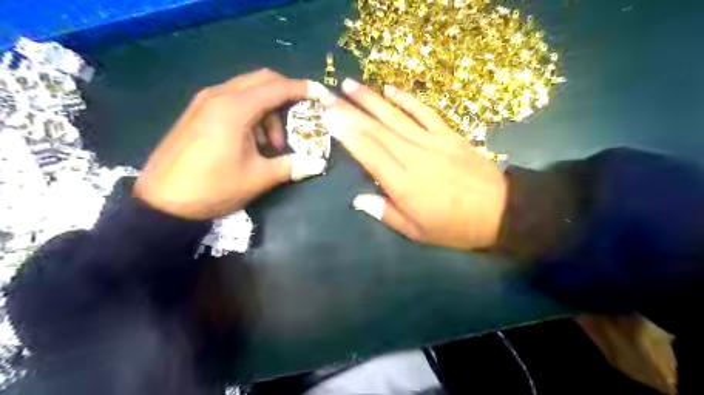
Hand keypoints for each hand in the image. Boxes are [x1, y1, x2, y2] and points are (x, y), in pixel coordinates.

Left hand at [134, 69, 327, 219]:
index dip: (303, 89)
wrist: (162, 202)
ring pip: (248, 91)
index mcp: (235, 108)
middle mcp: (219, 95)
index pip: (277, 87)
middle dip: (286, 96)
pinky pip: (233, 100)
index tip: (321, 95)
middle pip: (263, 80)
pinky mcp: (198, 111)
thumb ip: (291, 166)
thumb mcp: (258, 178)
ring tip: (272, 144)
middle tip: (299, 119)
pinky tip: (252, 141)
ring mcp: (205, 101)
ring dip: (268, 111)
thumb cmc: (213, 188)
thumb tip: (318, 164)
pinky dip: (251, 113)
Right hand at [319, 77, 505, 249]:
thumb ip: (386, 214)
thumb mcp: (417, 232)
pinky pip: (425, 112)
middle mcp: (414, 157)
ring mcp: (433, 142)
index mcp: (404, 184)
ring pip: (396, 116)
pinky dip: (406, 99)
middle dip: (349, 111)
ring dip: (371, 99)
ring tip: (349, 85)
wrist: (500, 211)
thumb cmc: (454, 227)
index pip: (369, 152)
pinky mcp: (449, 134)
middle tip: (327, 95)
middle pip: (377, 130)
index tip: (328, 116)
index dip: (346, 133)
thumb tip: (358, 199)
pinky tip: (390, 88)